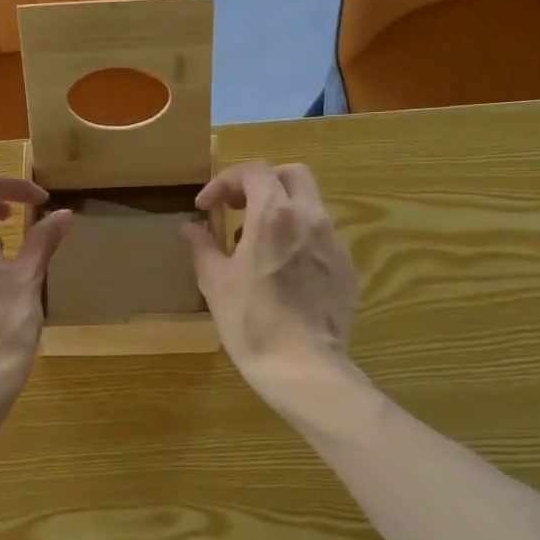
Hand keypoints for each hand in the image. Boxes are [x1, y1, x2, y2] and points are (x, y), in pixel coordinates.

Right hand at [183, 162, 358, 411]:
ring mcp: (334, 243)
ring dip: (281, 211)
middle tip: (237, 208)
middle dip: (262, 183)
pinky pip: (322, 237)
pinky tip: (283, 272)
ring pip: (310, 206)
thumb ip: (203, 247)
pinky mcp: (347, 268)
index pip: (254, 172)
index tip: (206, 207)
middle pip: (292, 175)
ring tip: (256, 245)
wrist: (303, 367)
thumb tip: (192, 228)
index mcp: (274, 216)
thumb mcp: (215, 283)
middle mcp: (310, 218)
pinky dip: (298, 238)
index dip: (225, 181)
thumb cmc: (251, 322)